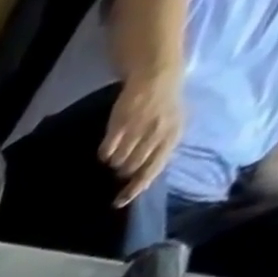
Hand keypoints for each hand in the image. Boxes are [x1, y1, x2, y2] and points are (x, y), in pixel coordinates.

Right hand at [101, 72, 183, 206]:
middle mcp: (157, 133)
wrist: (157, 73)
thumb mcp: (169, 129)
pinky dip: (105, 151)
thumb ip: (157, 153)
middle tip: (121, 163)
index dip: (134, 189)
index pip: (152, 171)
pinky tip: (111, 143)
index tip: (118, 202)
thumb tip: (137, 180)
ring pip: (118, 161)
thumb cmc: (163, 107)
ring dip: (115, 160)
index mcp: (172, 136)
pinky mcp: (121, 123)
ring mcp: (139, 127)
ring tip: (118, 149)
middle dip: (124, 169)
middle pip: (131, 168)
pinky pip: (106, 151)